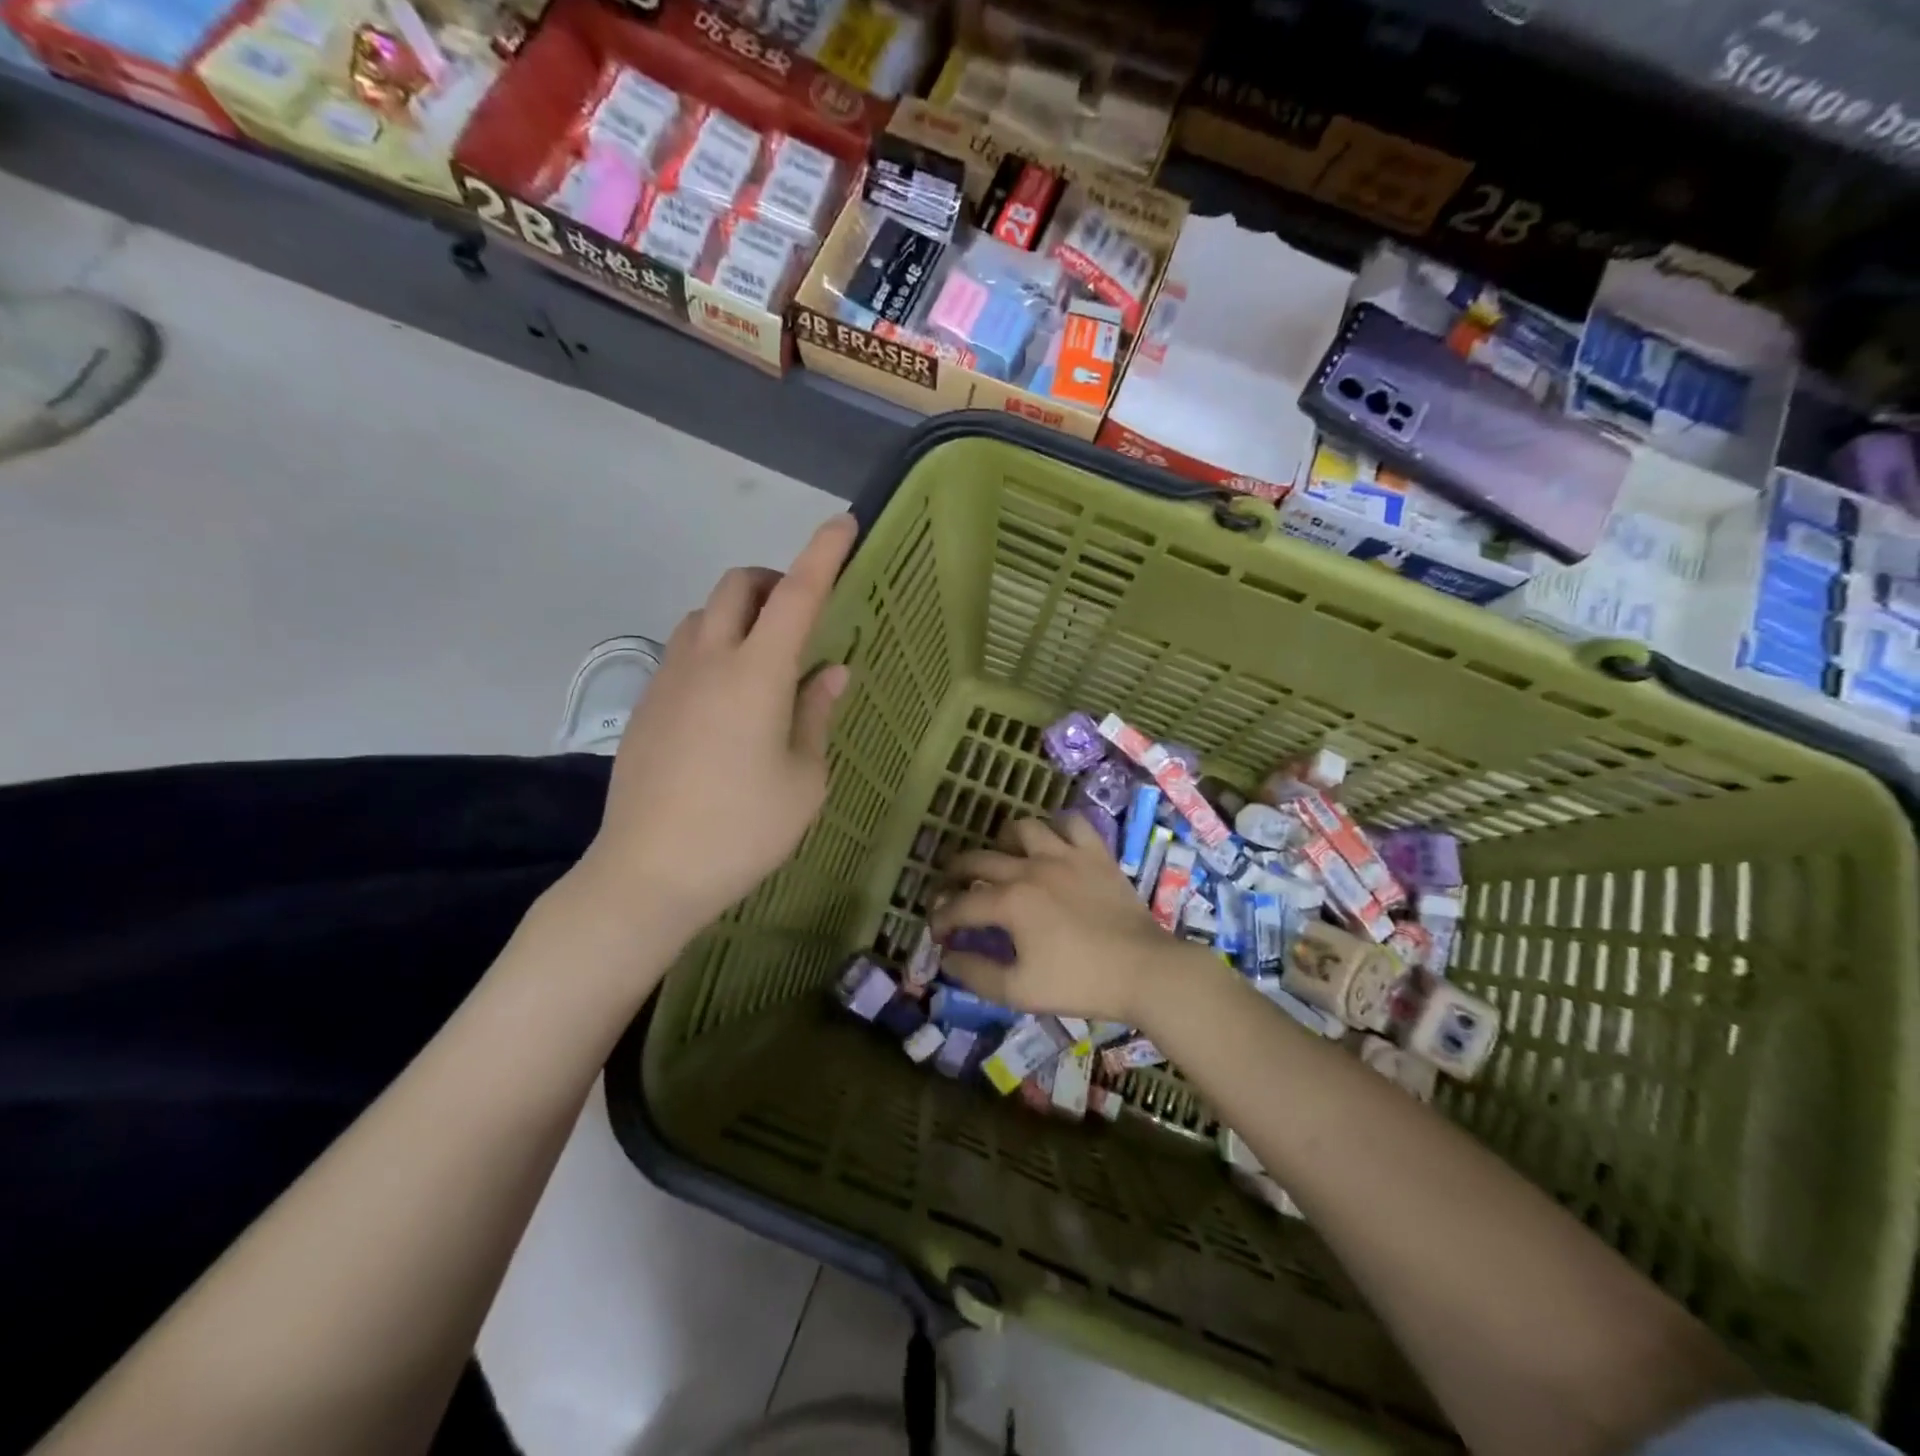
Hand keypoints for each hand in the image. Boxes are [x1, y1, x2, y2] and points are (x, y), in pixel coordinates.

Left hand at [573, 514, 856, 942]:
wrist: (648, 873)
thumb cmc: (743, 829)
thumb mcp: (804, 779)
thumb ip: (816, 714)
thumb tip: (830, 671)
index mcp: (755, 674)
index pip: (797, 594)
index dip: (824, 554)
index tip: (844, 523)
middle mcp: (707, 660)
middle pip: (737, 586)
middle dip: (774, 581)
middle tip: (801, 617)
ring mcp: (668, 680)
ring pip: (704, 616)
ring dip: (740, 616)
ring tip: (765, 664)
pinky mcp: (647, 705)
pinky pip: (684, 651)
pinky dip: (714, 648)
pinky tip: (727, 702)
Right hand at [929, 815, 1204, 1024]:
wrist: (1144, 971)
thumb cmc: (1080, 983)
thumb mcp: (1019, 991)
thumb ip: (976, 974)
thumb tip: (948, 956)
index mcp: (1010, 902)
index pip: (960, 905)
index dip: (941, 919)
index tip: (938, 933)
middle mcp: (1031, 868)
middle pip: (979, 859)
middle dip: (956, 874)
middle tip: (951, 889)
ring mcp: (1066, 855)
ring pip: (1023, 828)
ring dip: (1003, 841)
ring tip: (1002, 857)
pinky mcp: (1095, 853)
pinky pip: (1072, 823)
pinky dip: (1056, 827)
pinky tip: (1052, 842)